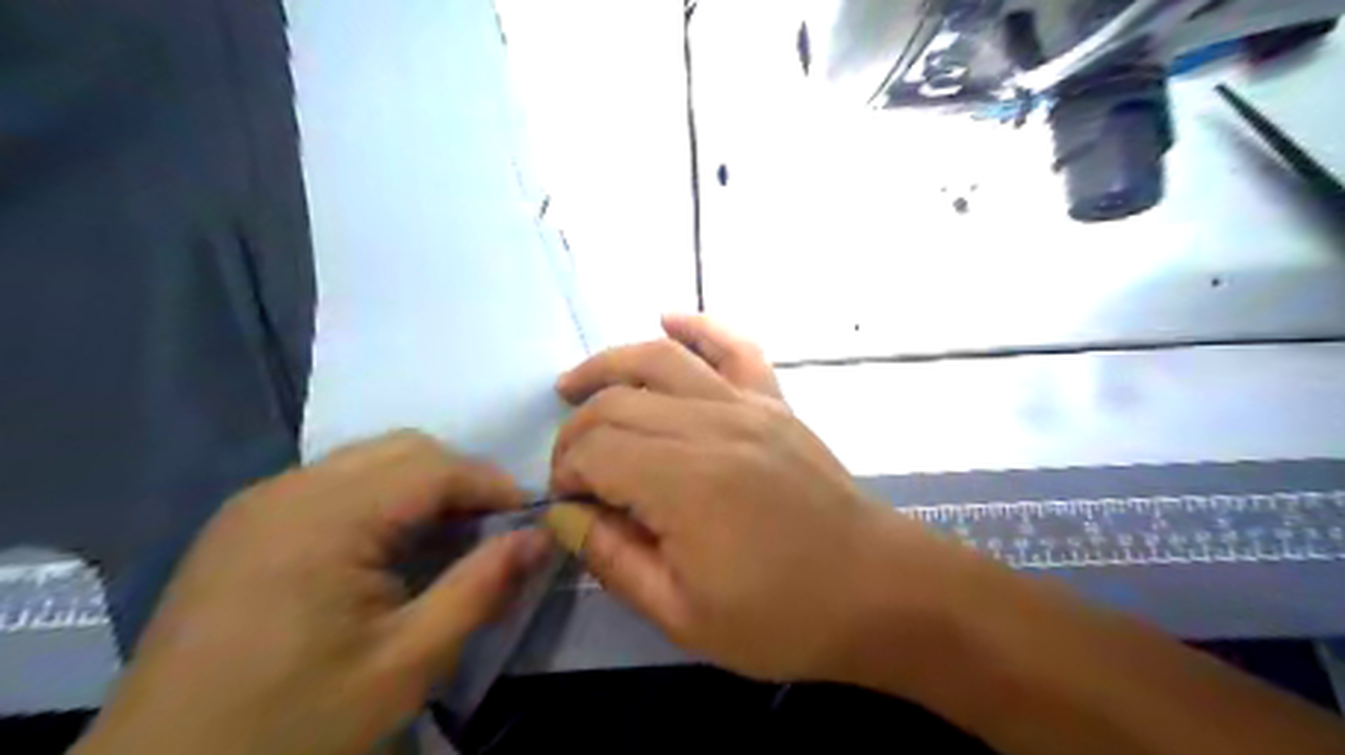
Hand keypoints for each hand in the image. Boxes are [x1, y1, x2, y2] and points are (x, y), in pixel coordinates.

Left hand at [77, 434, 551, 754]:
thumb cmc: (293, 724)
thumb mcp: (408, 664)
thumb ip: (482, 588)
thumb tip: (541, 537)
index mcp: (326, 520)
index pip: (436, 467)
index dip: (495, 485)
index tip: (532, 518)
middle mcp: (289, 490)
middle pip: (404, 448)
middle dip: (461, 478)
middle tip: (491, 528)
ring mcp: (259, 502)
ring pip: (369, 458)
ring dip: (421, 484)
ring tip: (447, 535)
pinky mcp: (243, 522)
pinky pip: (333, 481)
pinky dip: (380, 496)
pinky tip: (387, 545)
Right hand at [543, 315, 966, 680]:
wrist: (879, 589)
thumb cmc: (784, 618)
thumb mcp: (684, 616)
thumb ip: (614, 559)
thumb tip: (564, 515)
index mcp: (686, 484)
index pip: (596, 452)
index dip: (566, 474)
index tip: (568, 506)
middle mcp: (712, 427)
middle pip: (618, 402)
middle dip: (577, 430)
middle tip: (572, 468)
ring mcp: (749, 405)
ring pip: (661, 360)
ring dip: (609, 365)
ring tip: (574, 384)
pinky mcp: (776, 402)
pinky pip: (734, 347)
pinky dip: (698, 326)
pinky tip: (668, 319)